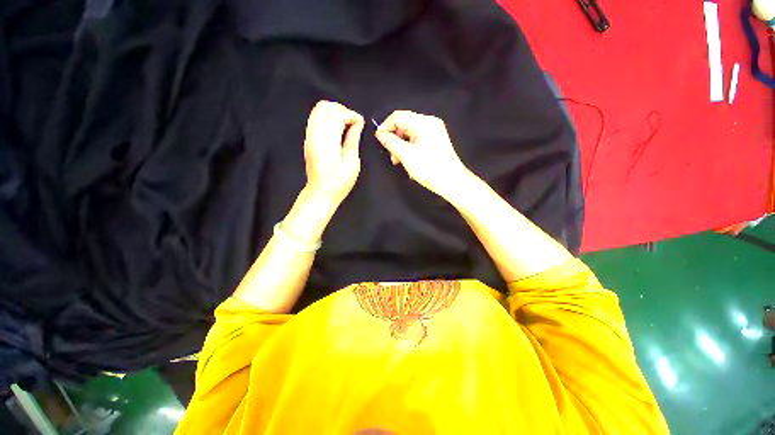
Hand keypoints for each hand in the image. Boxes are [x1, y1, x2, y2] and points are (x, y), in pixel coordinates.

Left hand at [303, 100, 364, 205]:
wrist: (320, 193)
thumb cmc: (338, 182)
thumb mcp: (351, 162)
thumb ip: (353, 140)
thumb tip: (358, 124)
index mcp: (327, 140)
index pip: (337, 114)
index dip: (351, 115)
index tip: (361, 123)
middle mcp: (314, 134)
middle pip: (324, 106)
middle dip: (341, 109)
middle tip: (353, 122)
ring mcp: (309, 137)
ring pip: (317, 111)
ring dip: (333, 112)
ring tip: (346, 125)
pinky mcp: (308, 140)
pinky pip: (315, 120)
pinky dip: (327, 119)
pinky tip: (337, 130)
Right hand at [375, 110, 471, 199]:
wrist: (451, 182)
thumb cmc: (429, 168)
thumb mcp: (406, 155)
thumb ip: (390, 142)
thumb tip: (379, 134)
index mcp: (424, 122)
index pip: (398, 116)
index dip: (385, 126)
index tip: (379, 140)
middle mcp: (429, 123)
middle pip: (404, 124)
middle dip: (394, 138)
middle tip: (391, 155)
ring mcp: (433, 132)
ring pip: (409, 134)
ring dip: (400, 146)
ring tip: (398, 161)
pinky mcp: (434, 141)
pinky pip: (416, 140)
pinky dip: (408, 148)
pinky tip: (406, 160)